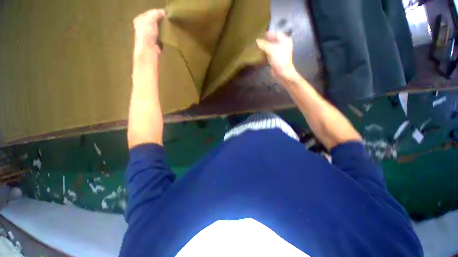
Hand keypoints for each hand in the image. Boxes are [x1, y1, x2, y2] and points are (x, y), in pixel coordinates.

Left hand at [133, 9, 165, 54]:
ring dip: (163, 28)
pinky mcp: (156, 42)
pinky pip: (161, 36)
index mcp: (139, 19)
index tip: (165, 14)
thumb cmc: (147, 33)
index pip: (149, 13)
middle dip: (160, 21)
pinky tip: (168, 34)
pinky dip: (165, 35)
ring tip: (169, 27)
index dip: (157, 13)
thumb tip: (163, 11)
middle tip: (167, 21)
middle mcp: (143, 26)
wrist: (149, 48)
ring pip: (158, 28)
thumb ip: (156, 13)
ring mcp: (149, 35)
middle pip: (154, 21)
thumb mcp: (150, 19)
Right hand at [256, 32, 296, 81]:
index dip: (268, 33)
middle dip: (265, 41)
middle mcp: (282, 45)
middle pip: (272, 40)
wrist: (282, 73)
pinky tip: (259, 54)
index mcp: (284, 40)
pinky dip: (264, 53)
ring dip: (264, 47)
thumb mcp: (271, 50)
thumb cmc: (279, 59)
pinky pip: (268, 54)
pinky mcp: (275, 59)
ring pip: (270, 48)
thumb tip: (257, 40)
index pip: (275, 33)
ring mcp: (278, 53)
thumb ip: (263, 44)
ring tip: (256, 46)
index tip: (259, 34)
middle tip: (256, 40)